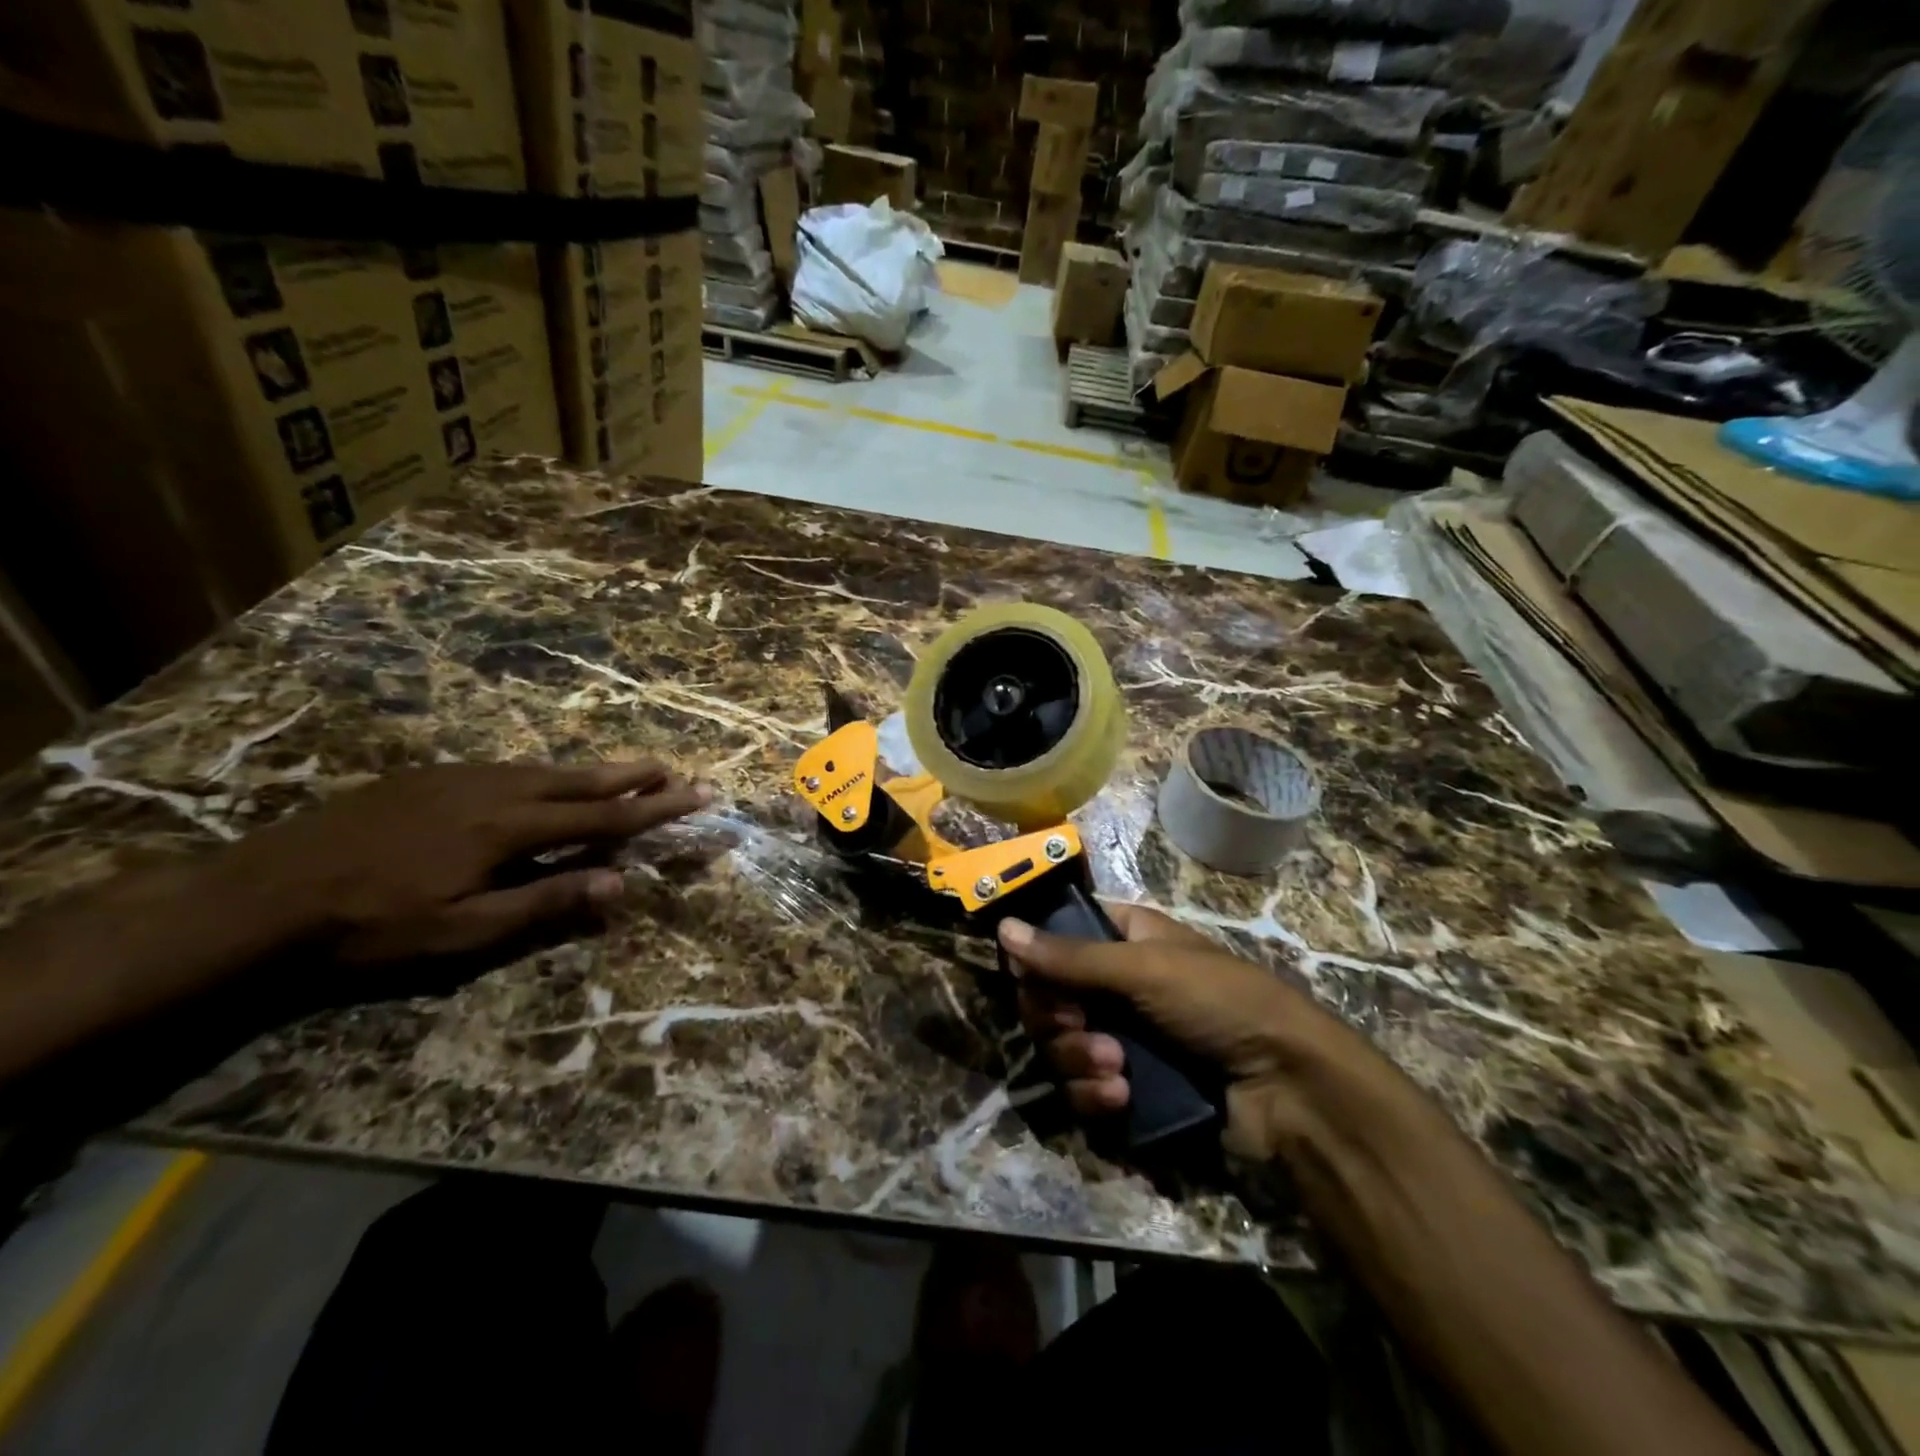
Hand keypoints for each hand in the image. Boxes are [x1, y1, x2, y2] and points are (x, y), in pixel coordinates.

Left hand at [238, 761, 708, 964]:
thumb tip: (619, 883)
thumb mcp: (464, 930)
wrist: (262, 893)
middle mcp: (495, 790)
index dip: (655, 808)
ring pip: (545, 769)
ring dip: (592, 772)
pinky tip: (545, 779)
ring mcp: (460, 778)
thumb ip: (546, 902)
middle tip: (674, 768)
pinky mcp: (430, 777)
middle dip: (633, 776)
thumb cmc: (373, 926)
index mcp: (510, 828)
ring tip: (627, 770)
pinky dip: (547, 773)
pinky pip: (509, 768)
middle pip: (580, 780)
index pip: (603, 818)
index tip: (698, 794)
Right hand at [1001, 904, 1388, 1159]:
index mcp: (1126, 941)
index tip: (1031, 978)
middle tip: (1078, 1027)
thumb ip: (1069, 956)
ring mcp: (1123, 1038)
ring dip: (1079, 1061)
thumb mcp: (1144, 969)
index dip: (1038, 959)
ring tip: (1117, 1070)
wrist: (1288, 1088)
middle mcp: (1117, 986)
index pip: (1058, 939)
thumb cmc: (1218, 1003)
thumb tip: (1003, 928)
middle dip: (1057, 1019)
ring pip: (1061, 1048)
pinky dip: (1095, 1095)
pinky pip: (1083, 1090)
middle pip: (1049, 998)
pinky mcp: (1130, 1088)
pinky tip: (1122, 1098)